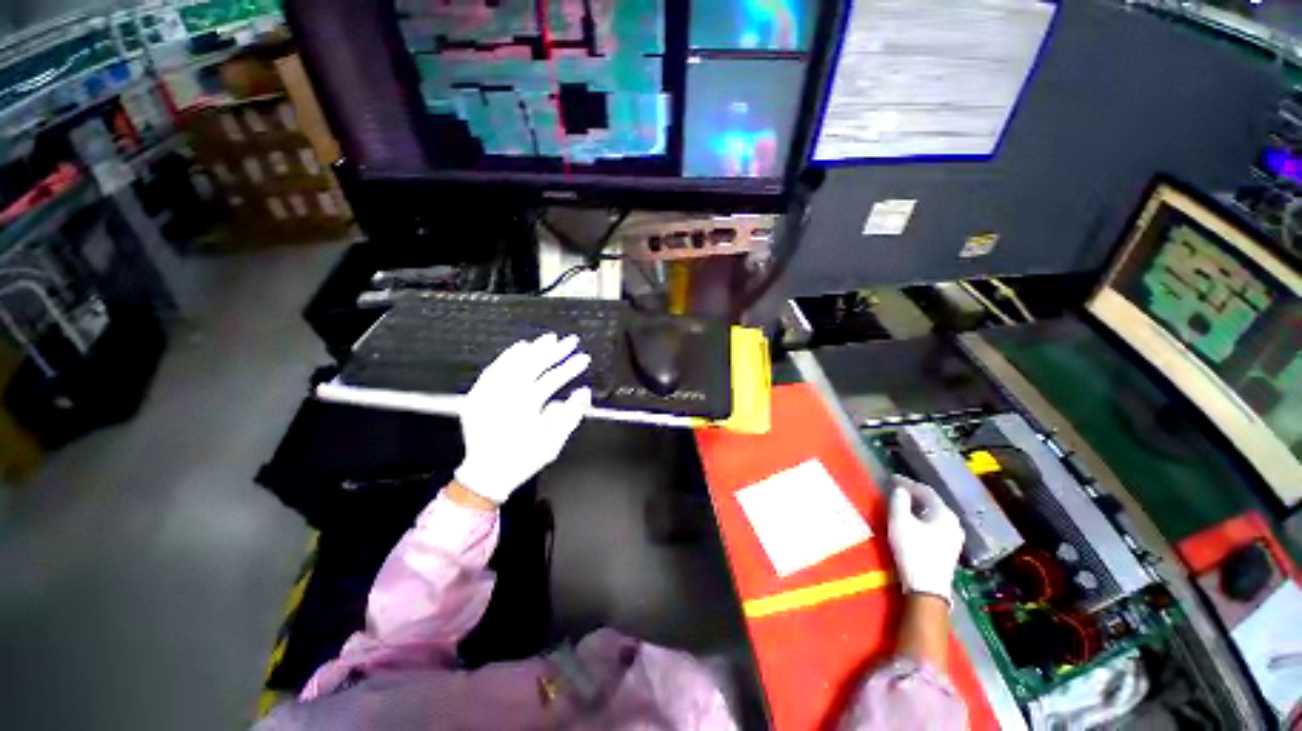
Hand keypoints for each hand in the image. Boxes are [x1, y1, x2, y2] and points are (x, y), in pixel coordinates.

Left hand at [453, 333, 591, 503]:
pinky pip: (493, 369)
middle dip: (555, 351)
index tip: (584, 358)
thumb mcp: (554, 441)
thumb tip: (584, 392)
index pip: (553, 378)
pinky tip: (518, 348)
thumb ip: (571, 414)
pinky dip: (507, 357)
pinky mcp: (478, 394)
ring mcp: (489, 393)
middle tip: (571, 340)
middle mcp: (506, 394)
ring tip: (548, 339)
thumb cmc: (523, 458)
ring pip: (513, 363)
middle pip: (534, 365)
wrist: (487, 473)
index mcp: (526, 405)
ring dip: (533, 349)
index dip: (570, 367)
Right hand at [887, 475, 964, 602]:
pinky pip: (935, 524)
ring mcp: (954, 537)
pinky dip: (922, 518)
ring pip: (933, 514)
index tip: (891, 478)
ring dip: (917, 506)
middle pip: (932, 502)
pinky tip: (912, 521)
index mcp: (944, 513)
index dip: (907, 482)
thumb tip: (900, 490)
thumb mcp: (900, 522)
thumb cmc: (913, 551)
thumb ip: (899, 501)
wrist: (927, 588)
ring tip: (901, 503)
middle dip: (913, 494)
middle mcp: (954, 523)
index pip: (925, 490)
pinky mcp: (949, 548)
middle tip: (896, 489)